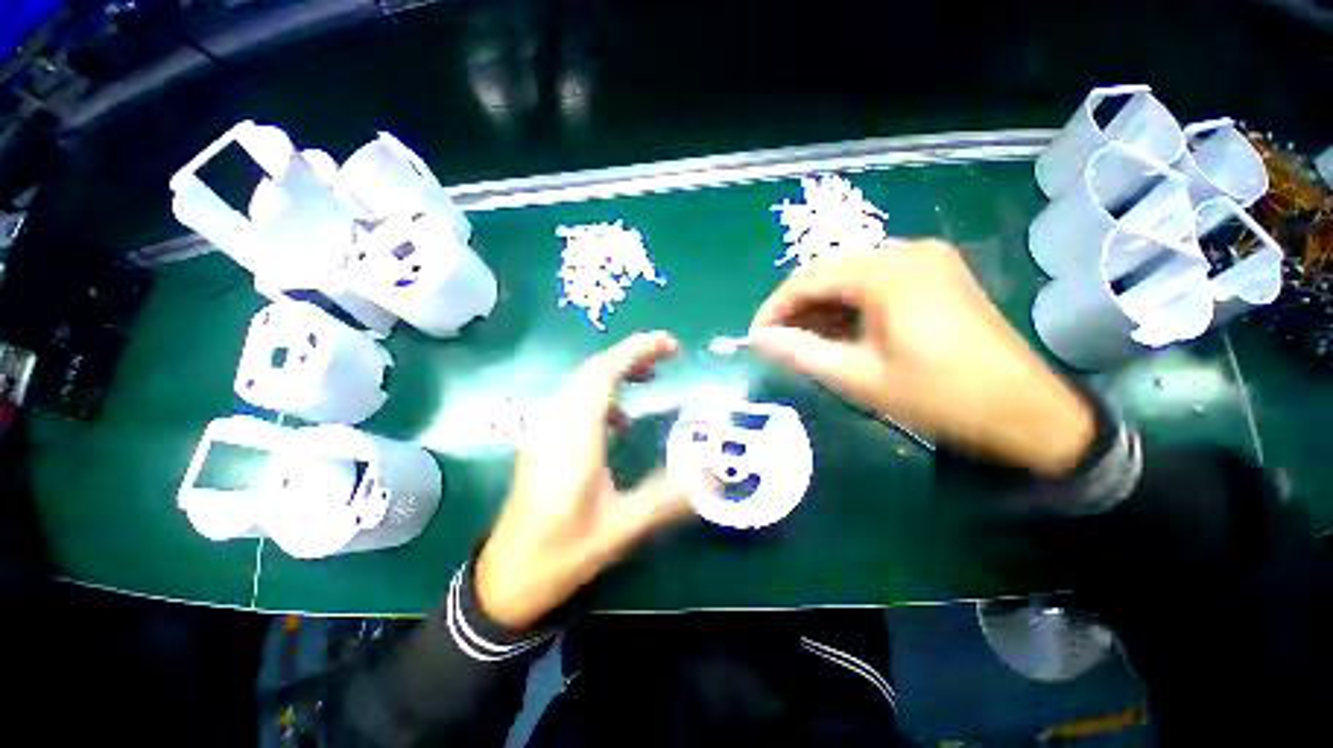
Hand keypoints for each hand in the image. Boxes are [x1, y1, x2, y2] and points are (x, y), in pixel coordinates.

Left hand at [476, 332, 693, 629]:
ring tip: (648, 376)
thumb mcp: (622, 528)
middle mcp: (556, 425)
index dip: (635, 351)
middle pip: (591, 370)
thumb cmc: (564, 553)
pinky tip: (620, 420)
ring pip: (580, 383)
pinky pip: (573, 400)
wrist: (508, 578)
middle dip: (630, 354)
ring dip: (614, 371)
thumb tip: (714, 478)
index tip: (669, 344)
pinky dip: (601, 394)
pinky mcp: (543, 442)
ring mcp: (545, 431)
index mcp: (575, 438)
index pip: (603, 375)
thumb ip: (668, 498)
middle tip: (667, 355)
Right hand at [748, 240, 1093, 474]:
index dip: (775, 306)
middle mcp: (907, 252)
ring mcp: (926, 260)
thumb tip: (758, 339)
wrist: (1025, 410)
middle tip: (778, 341)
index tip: (757, 335)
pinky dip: (849, 305)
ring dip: (821, 306)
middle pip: (829, 271)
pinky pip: (875, 281)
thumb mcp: (859, 377)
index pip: (809, 277)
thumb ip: (801, 353)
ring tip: (804, 340)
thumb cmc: (939, 397)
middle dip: (797, 307)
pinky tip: (839, 331)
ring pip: (850, 275)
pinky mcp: (936, 274)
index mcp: (888, 274)